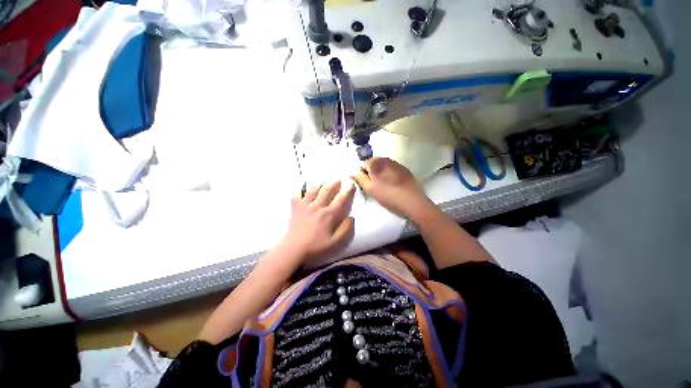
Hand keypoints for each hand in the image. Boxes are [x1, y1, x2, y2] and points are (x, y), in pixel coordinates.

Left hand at [279, 181, 355, 262]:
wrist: (293, 249)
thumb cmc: (315, 247)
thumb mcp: (335, 242)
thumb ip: (345, 229)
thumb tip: (351, 218)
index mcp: (328, 214)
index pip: (340, 199)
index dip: (347, 191)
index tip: (351, 185)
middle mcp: (317, 206)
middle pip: (326, 190)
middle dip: (333, 184)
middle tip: (337, 180)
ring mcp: (305, 206)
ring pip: (313, 190)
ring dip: (320, 184)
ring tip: (323, 182)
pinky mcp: (295, 208)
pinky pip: (297, 195)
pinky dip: (300, 190)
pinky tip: (301, 187)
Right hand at [352, 157, 431, 219]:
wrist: (413, 201)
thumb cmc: (388, 195)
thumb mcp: (370, 189)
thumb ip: (359, 178)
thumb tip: (352, 171)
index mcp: (375, 162)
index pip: (362, 164)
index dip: (361, 173)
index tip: (363, 184)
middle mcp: (385, 159)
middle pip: (372, 164)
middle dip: (370, 173)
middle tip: (372, 186)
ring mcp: (396, 163)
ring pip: (382, 166)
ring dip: (379, 174)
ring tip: (382, 187)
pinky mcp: (404, 169)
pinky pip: (391, 169)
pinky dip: (388, 175)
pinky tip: (391, 185)